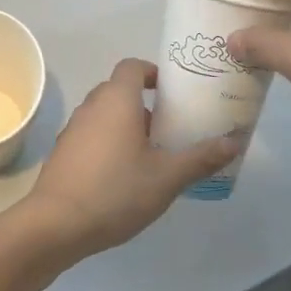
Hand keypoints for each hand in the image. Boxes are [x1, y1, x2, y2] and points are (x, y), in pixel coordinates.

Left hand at [23, 59, 236, 257]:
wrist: (56, 224)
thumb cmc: (116, 191)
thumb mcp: (166, 177)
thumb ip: (200, 158)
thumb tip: (234, 142)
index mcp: (117, 99)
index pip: (133, 66)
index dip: (153, 73)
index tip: (172, 92)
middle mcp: (92, 106)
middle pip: (119, 89)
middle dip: (144, 103)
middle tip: (169, 126)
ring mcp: (73, 129)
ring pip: (104, 114)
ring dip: (126, 125)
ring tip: (151, 154)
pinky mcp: (63, 152)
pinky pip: (91, 135)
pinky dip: (108, 143)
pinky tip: (123, 176)